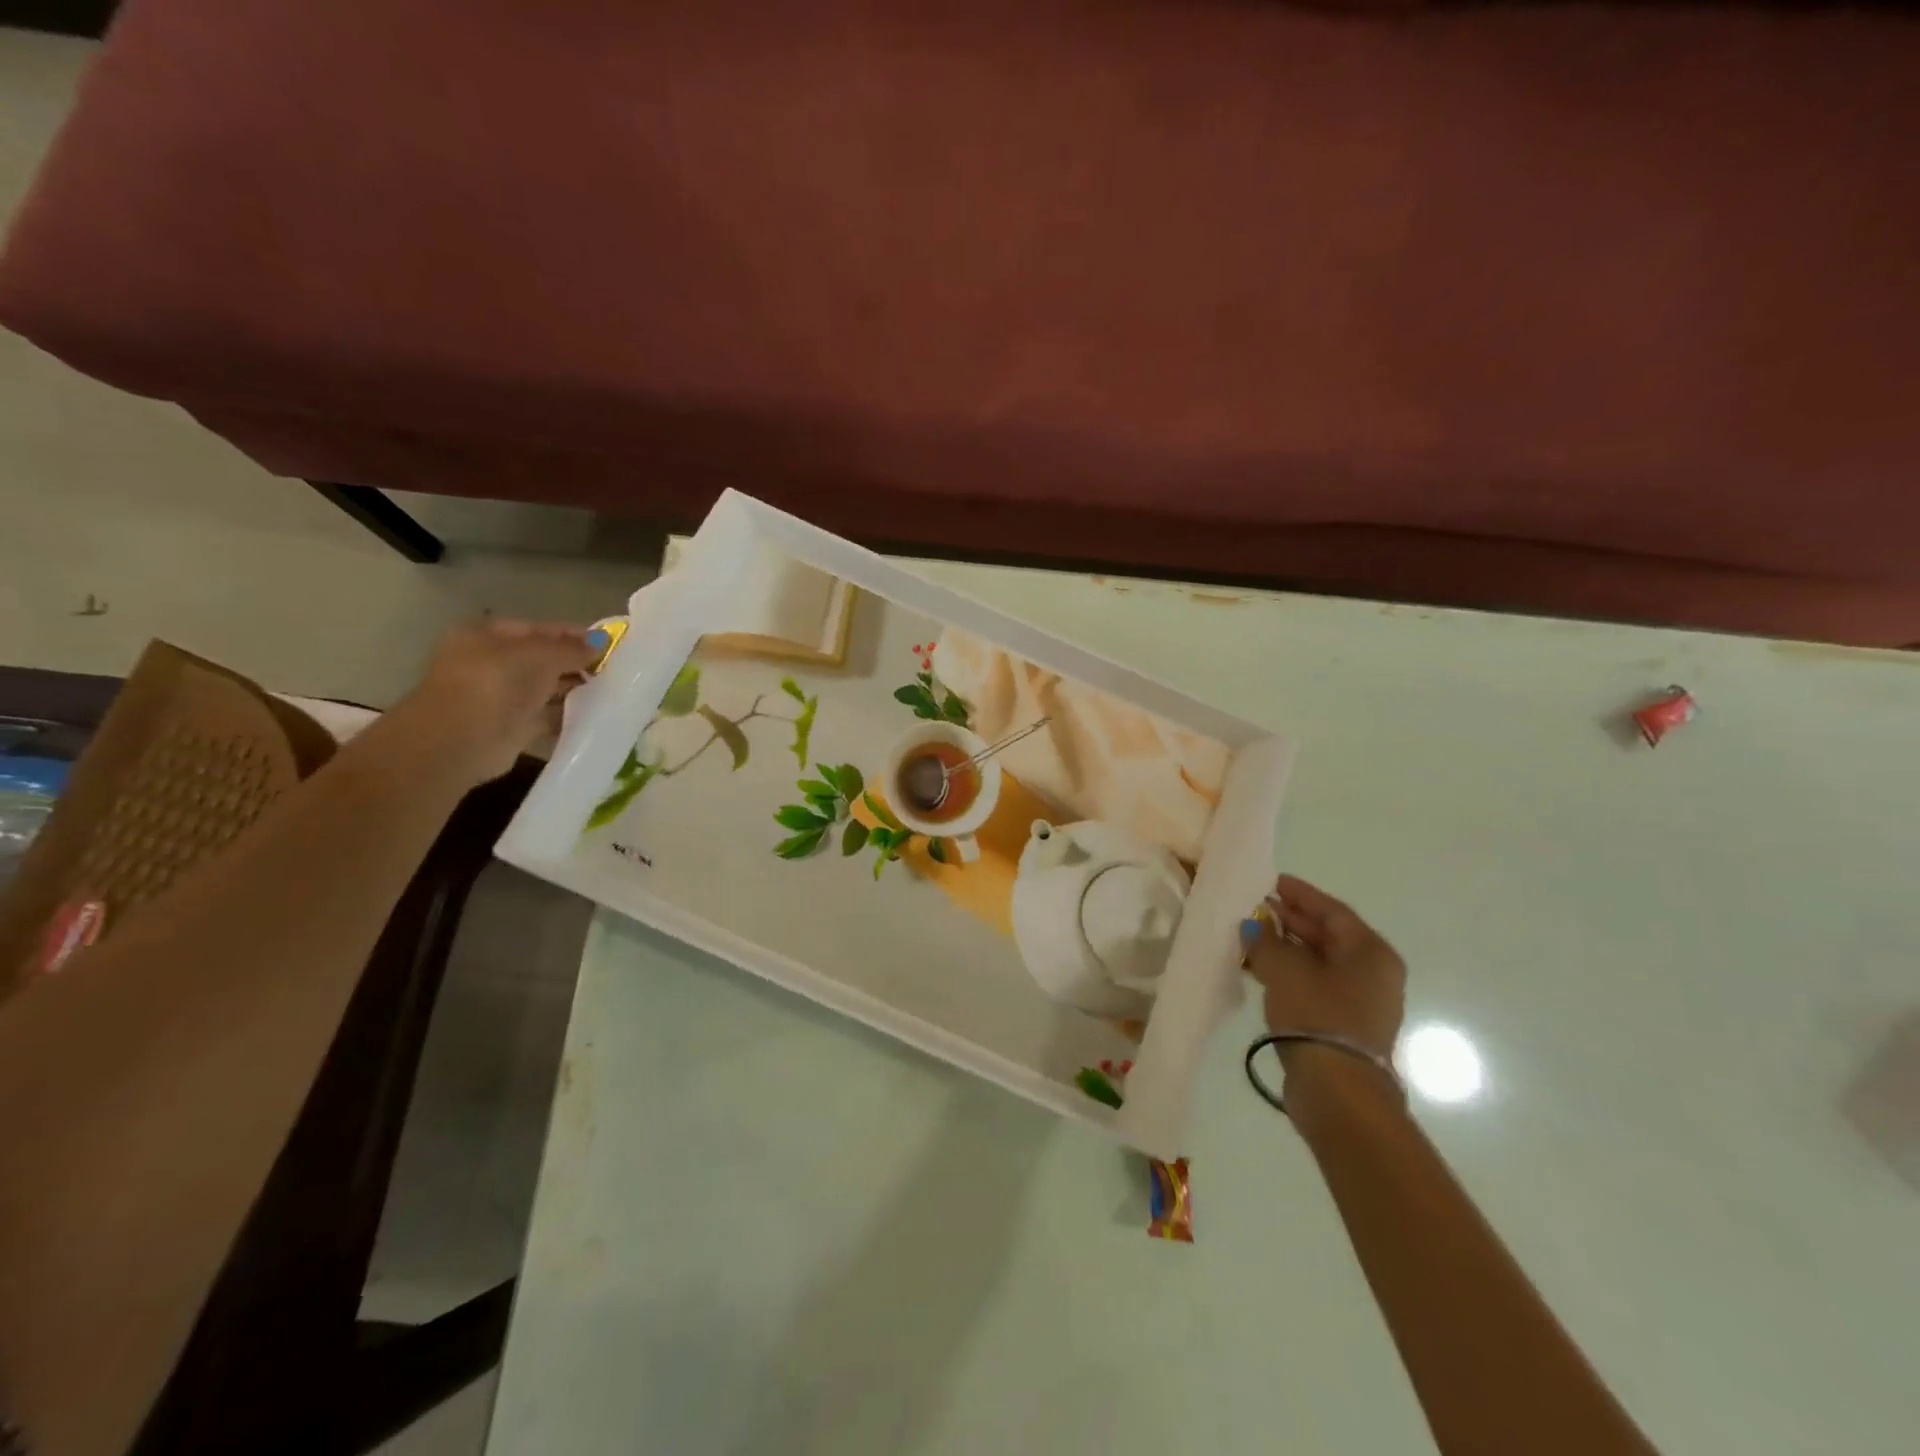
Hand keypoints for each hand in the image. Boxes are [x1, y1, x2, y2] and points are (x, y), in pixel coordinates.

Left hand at [395, 618, 596, 784]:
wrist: (461, 739)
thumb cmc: (495, 682)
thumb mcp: (539, 655)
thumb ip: (572, 648)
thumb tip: (602, 642)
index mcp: (487, 635)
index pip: (539, 629)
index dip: (574, 635)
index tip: (609, 645)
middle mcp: (492, 662)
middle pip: (544, 659)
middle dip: (577, 664)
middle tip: (616, 671)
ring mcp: (501, 695)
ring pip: (547, 688)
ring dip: (575, 689)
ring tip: (613, 692)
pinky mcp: (512, 726)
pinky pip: (548, 715)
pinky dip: (568, 714)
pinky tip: (596, 714)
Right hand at [1244, 875, 1405, 1060]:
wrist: (1338, 1090)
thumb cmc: (1318, 1016)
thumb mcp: (1285, 969)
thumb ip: (1266, 940)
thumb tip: (1254, 925)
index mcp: (1371, 952)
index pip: (1333, 911)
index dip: (1301, 894)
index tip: (1272, 882)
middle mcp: (1373, 973)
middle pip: (1328, 935)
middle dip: (1291, 921)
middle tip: (1257, 908)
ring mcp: (1361, 1001)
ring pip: (1319, 962)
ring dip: (1286, 948)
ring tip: (1252, 937)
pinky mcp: (1344, 1024)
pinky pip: (1315, 985)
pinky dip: (1290, 973)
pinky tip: (1261, 970)